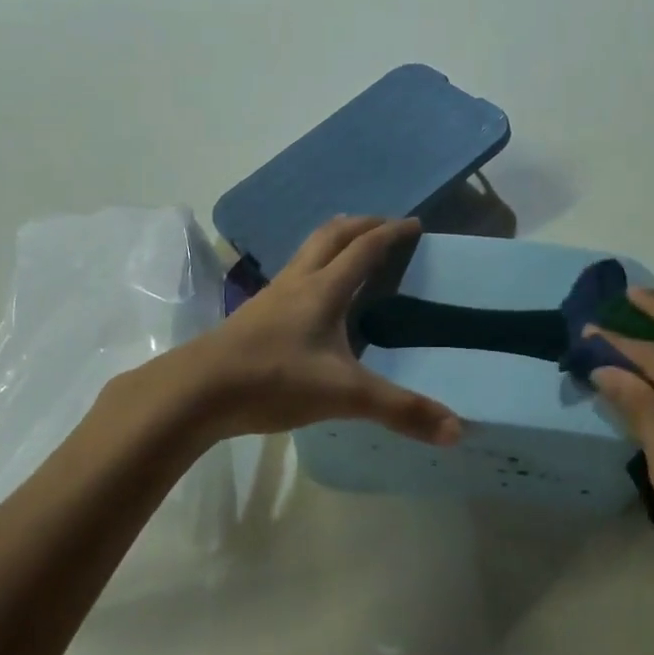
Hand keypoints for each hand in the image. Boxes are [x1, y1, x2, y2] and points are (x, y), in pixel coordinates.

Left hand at [150, 216, 462, 447]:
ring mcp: (270, 297)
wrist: (196, 391)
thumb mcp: (345, 395)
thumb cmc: (274, 380)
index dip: (391, 233)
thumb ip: (400, 410)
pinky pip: (291, 277)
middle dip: (361, 225)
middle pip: (331, 236)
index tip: (415, 224)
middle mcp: (297, 283)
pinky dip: (312, 270)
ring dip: (333, 243)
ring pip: (306, 253)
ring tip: (351, 252)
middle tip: (385, 226)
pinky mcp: (253, 317)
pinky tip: (313, 299)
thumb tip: (457, 430)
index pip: (364, 248)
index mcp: (323, 289)